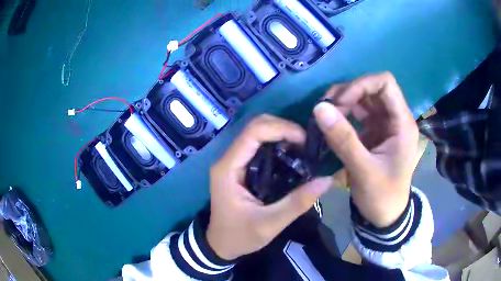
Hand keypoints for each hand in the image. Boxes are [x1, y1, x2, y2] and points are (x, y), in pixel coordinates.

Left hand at [207, 115, 332, 259]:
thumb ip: (298, 203)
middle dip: (283, 128)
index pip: (253, 132)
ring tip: (302, 149)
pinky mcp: (239, 166)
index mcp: (228, 168)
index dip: (281, 128)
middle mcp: (227, 159)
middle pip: (255, 127)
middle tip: (306, 145)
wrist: (220, 244)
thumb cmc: (239, 236)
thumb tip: (327, 180)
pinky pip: (258, 145)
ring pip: (257, 133)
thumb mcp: (269, 224)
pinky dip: (276, 144)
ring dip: (281, 134)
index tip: (305, 141)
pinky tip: (291, 155)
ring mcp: (232, 161)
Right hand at [314, 72, 418, 227]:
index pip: (385, 84)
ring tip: (325, 114)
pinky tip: (330, 123)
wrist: (385, 216)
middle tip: (326, 109)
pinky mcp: (374, 132)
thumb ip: (343, 139)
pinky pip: (358, 113)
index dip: (362, 85)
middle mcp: (395, 118)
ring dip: (343, 101)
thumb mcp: (364, 171)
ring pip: (363, 98)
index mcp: (402, 124)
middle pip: (372, 88)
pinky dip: (343, 113)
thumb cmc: (382, 196)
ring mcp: (384, 124)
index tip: (340, 102)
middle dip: (348, 93)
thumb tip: (319, 108)